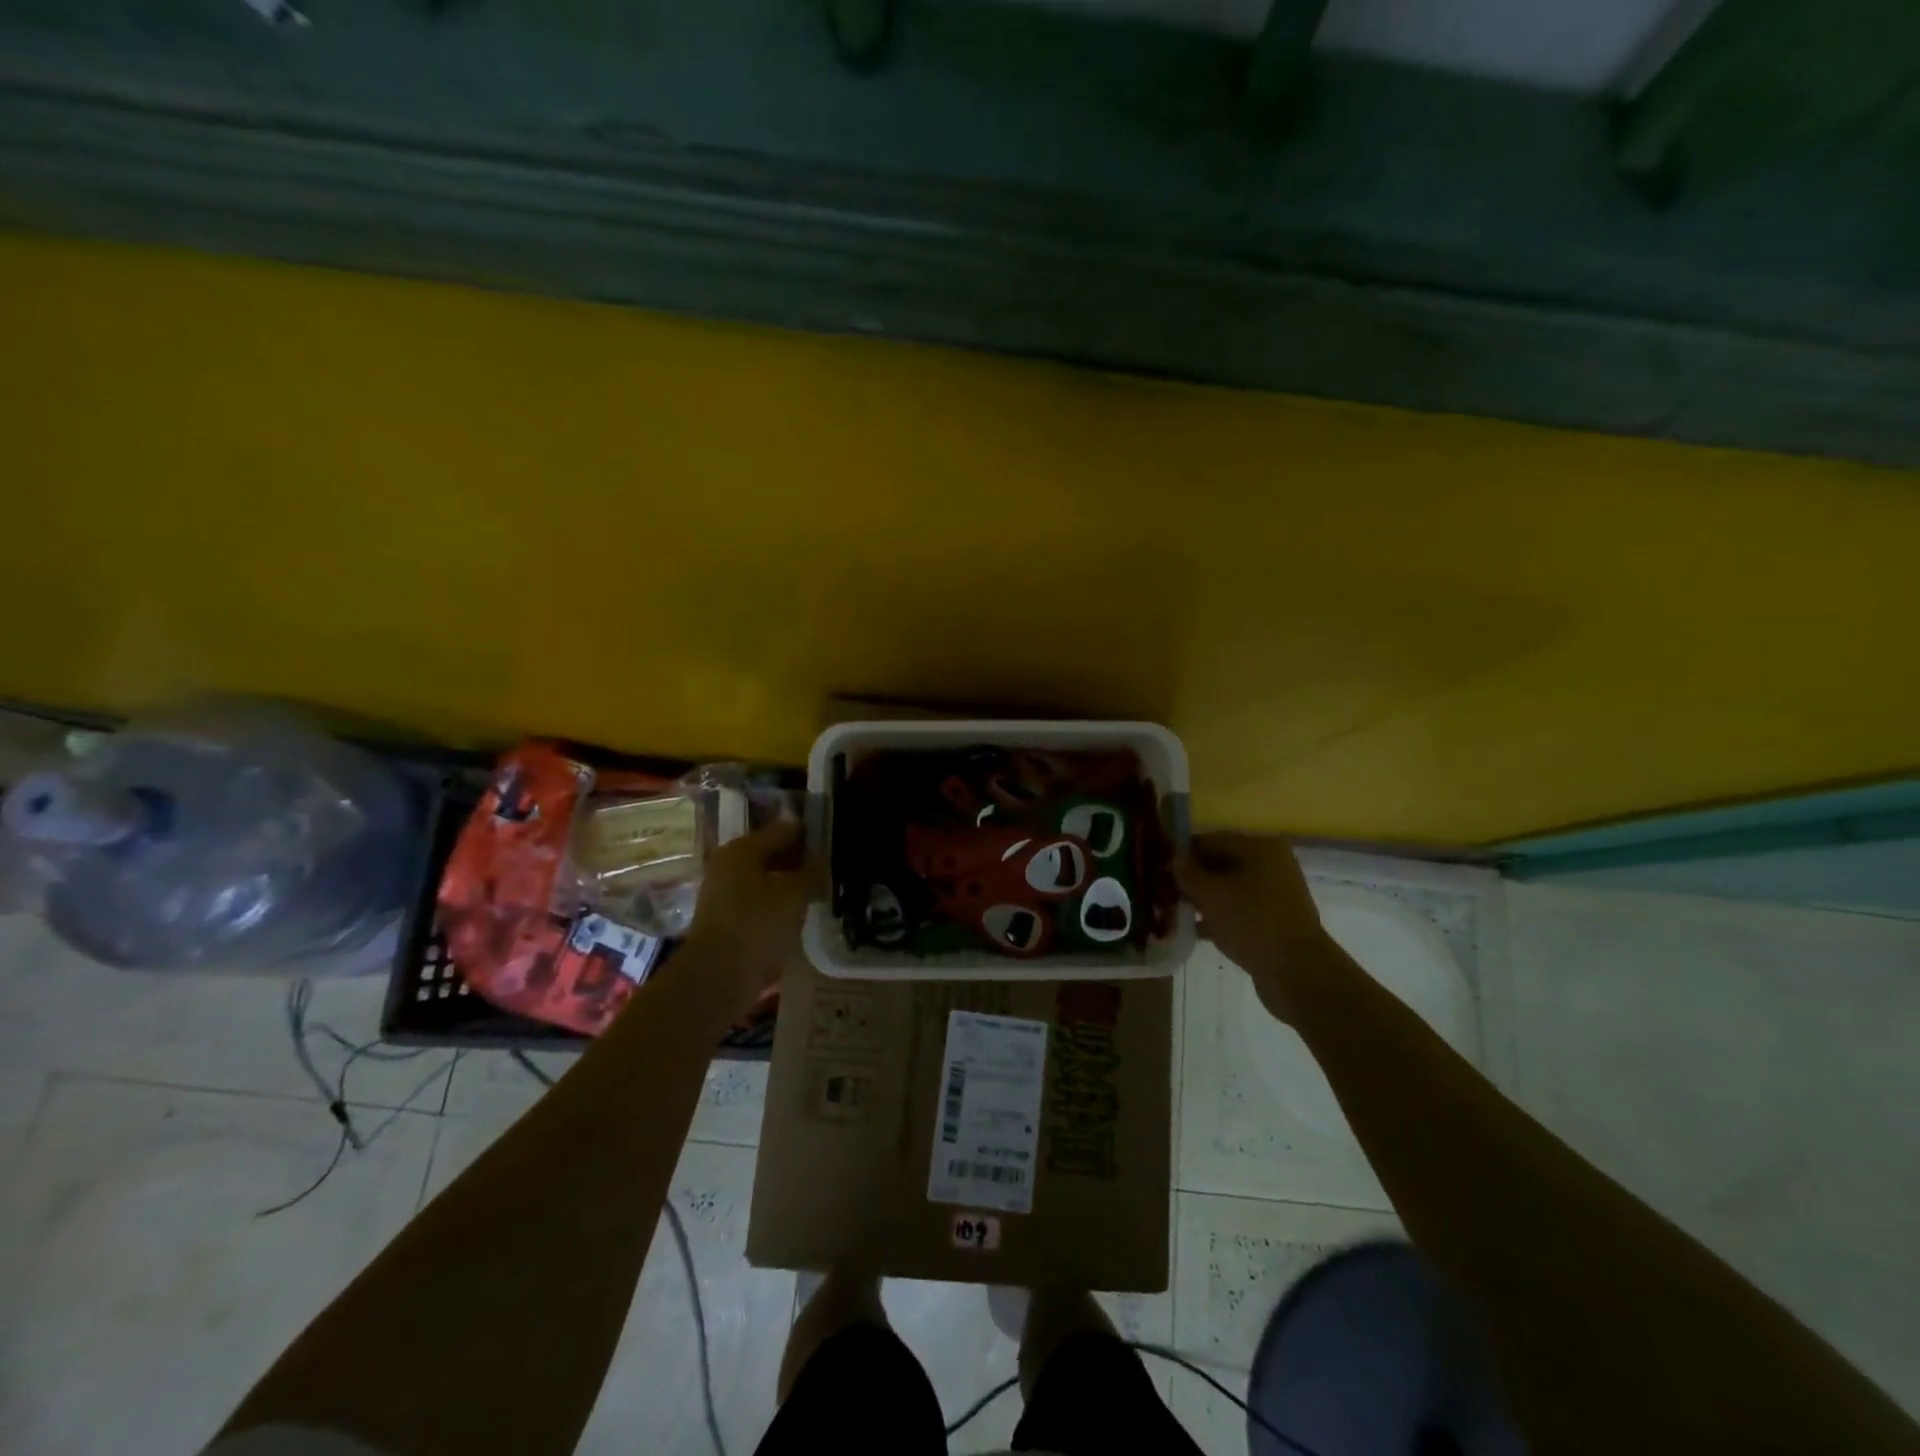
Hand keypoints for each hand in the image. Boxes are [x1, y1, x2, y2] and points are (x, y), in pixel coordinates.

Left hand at [682, 818, 810, 1011]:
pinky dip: (778, 904)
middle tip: (829, 868)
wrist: (718, 976)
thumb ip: (811, 872)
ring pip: (765, 880)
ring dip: (789, 884)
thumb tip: (821, 860)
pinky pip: (759, 902)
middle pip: (771, 854)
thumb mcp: (794, 894)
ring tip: (819, 891)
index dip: (808, 834)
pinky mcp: (726, 919)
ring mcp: (724, 894)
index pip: (782, 830)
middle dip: (799, 860)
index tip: (832, 841)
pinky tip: (798, 914)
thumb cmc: (757, 924)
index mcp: (742, 849)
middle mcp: (728, 865)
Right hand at [1177, 832, 1327, 1023]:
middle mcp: (1272, 864)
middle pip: (1221, 864)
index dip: (1183, 852)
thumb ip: (1188, 872)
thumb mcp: (1211, 894)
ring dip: (1203, 898)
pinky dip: (1219, 917)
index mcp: (1260, 848)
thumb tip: (1174, 857)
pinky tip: (1196, 930)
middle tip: (1164, 891)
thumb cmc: (1252, 922)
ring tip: (1176, 911)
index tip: (1160, 868)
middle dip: (1193, 877)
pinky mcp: (1275, 920)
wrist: (1297, 972)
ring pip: (1229, 889)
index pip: (1212, 839)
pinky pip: (1239, 911)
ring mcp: (1276, 894)